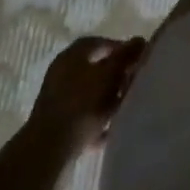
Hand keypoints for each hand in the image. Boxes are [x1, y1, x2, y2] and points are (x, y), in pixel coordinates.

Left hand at [25, 36, 146, 161]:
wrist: (49, 150)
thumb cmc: (82, 104)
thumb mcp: (110, 75)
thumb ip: (126, 56)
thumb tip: (140, 40)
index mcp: (72, 55)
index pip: (99, 43)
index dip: (120, 49)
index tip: (138, 60)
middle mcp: (62, 72)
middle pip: (95, 69)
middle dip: (116, 76)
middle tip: (134, 84)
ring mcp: (57, 99)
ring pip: (90, 93)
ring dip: (108, 99)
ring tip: (126, 108)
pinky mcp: (57, 123)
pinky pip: (83, 116)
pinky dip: (97, 120)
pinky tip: (111, 130)